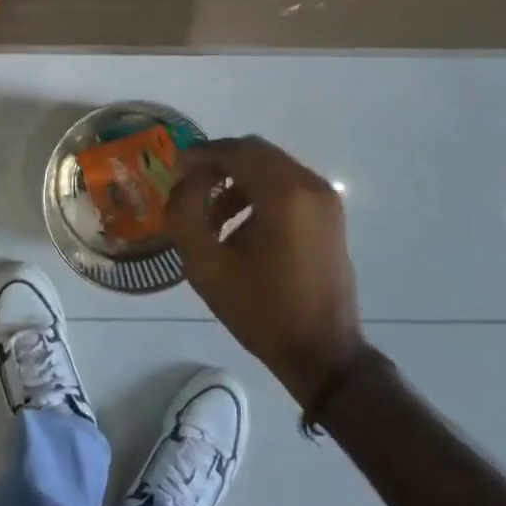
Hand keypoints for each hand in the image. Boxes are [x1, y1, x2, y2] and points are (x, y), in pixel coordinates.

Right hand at [164, 136, 365, 405]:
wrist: (323, 354)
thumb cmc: (262, 310)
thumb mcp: (207, 266)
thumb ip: (185, 213)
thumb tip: (186, 181)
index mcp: (284, 194)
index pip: (237, 151)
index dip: (203, 153)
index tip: (176, 165)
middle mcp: (309, 185)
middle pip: (256, 152)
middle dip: (220, 163)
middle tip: (190, 184)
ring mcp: (325, 198)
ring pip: (272, 167)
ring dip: (238, 179)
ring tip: (212, 215)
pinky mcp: (330, 214)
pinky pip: (288, 184)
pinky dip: (260, 191)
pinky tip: (240, 226)